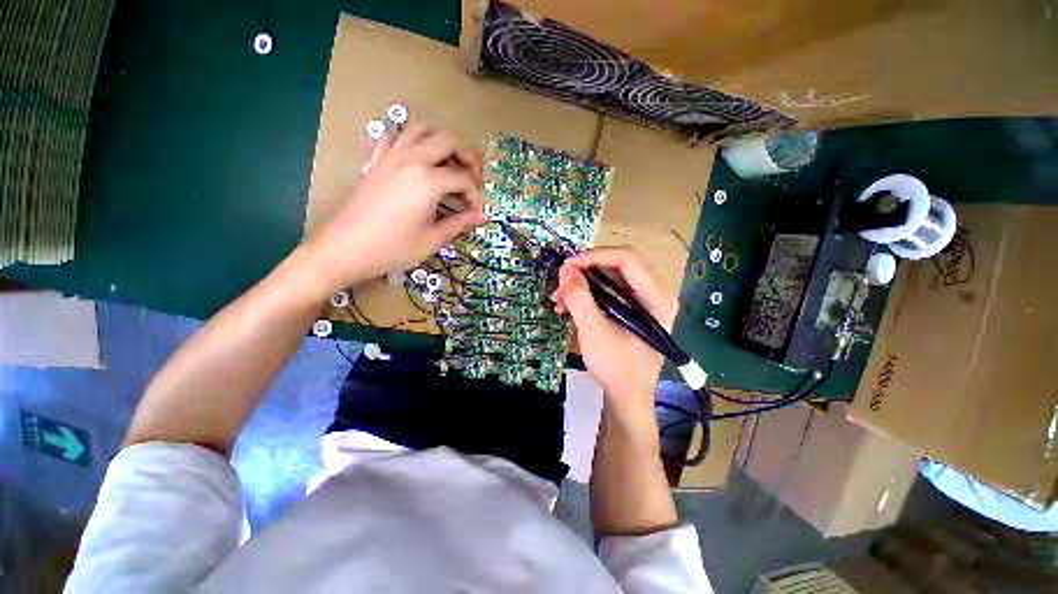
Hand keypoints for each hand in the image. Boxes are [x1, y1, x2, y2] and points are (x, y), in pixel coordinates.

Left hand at [303, 122, 487, 294]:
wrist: (344, 249)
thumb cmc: (392, 249)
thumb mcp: (432, 240)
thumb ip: (460, 223)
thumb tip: (482, 217)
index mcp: (428, 181)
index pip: (463, 178)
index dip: (475, 195)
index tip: (476, 212)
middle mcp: (411, 160)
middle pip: (447, 140)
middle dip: (467, 155)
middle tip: (473, 177)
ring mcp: (390, 157)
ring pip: (420, 128)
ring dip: (441, 140)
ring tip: (450, 162)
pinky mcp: (376, 162)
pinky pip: (395, 137)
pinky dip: (411, 140)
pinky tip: (417, 158)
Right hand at [551, 248, 676, 414]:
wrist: (626, 398)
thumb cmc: (616, 368)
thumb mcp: (593, 331)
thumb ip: (579, 298)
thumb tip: (565, 270)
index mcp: (656, 298)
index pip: (628, 259)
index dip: (596, 256)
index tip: (568, 265)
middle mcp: (654, 294)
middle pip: (617, 267)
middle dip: (585, 272)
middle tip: (561, 281)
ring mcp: (643, 303)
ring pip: (609, 279)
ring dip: (582, 285)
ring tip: (558, 299)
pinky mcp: (631, 311)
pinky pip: (607, 293)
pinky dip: (586, 296)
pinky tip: (567, 307)